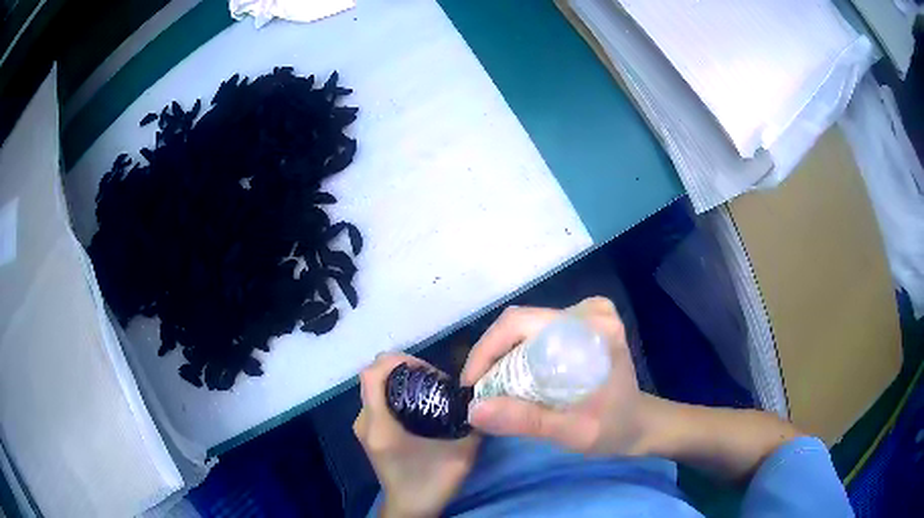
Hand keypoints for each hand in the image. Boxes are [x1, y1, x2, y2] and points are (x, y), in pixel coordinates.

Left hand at [354, 353, 479, 517]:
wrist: (409, 509)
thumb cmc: (430, 484)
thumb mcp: (460, 455)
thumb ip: (473, 425)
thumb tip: (483, 398)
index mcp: (379, 425)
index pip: (372, 374)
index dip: (396, 361)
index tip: (425, 368)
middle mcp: (364, 421)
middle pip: (373, 378)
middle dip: (403, 370)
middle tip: (434, 380)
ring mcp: (363, 427)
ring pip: (375, 388)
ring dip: (399, 382)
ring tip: (430, 391)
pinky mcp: (369, 433)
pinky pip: (377, 400)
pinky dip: (396, 394)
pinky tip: (420, 406)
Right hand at [461, 297, 651, 455]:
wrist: (639, 423)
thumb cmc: (612, 429)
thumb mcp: (572, 432)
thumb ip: (527, 421)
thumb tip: (474, 410)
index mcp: (593, 329)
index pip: (523, 323)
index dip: (487, 350)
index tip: (472, 385)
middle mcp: (589, 311)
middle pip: (520, 321)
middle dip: (491, 356)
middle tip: (480, 390)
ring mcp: (586, 313)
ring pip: (524, 325)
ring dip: (502, 355)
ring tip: (493, 387)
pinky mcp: (581, 321)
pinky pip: (535, 330)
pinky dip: (517, 353)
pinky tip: (515, 378)